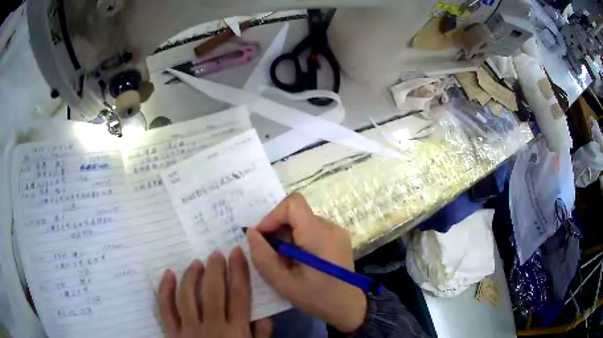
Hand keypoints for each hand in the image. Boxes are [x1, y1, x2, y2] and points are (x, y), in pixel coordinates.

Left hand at [157, 248, 271, 337]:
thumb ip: (262, 336)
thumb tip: (264, 315)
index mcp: (236, 332)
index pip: (239, 296)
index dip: (239, 272)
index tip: (236, 252)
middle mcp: (212, 327)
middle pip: (213, 292)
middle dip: (215, 268)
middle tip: (215, 253)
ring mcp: (189, 330)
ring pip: (187, 296)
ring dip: (191, 275)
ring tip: (196, 262)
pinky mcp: (172, 333)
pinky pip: (165, 308)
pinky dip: (165, 290)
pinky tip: (169, 274)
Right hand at [247, 193, 366, 332]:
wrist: (348, 307)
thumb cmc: (317, 298)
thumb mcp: (283, 283)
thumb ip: (263, 257)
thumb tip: (251, 232)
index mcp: (319, 234)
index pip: (293, 203)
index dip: (273, 216)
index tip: (262, 237)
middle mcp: (330, 227)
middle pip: (296, 213)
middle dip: (278, 230)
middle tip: (272, 255)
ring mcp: (336, 232)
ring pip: (302, 222)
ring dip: (287, 237)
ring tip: (285, 262)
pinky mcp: (338, 238)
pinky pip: (312, 230)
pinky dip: (298, 241)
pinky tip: (298, 261)